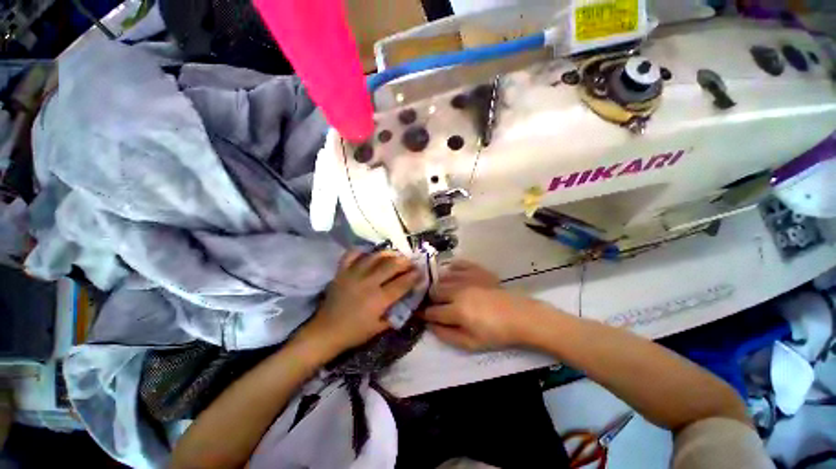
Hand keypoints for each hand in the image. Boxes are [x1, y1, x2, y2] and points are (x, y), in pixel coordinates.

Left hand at [302, 250, 420, 357]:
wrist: (326, 331)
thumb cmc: (355, 333)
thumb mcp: (380, 328)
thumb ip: (396, 314)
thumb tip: (408, 301)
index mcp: (379, 299)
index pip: (402, 283)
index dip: (414, 276)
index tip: (421, 272)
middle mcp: (368, 282)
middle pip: (391, 265)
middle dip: (405, 262)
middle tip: (410, 262)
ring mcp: (353, 274)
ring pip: (375, 256)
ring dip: (388, 254)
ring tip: (395, 255)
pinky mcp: (341, 271)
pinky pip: (352, 254)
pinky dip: (362, 251)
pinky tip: (369, 253)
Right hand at [422, 260, 535, 350]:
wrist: (520, 316)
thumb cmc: (496, 333)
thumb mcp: (471, 343)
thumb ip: (447, 335)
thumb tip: (430, 325)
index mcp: (457, 310)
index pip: (432, 311)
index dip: (425, 314)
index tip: (422, 315)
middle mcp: (458, 290)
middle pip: (434, 291)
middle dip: (431, 299)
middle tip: (436, 305)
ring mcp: (468, 278)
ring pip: (443, 278)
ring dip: (440, 286)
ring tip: (444, 293)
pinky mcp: (476, 270)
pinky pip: (458, 264)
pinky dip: (451, 269)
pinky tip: (453, 275)